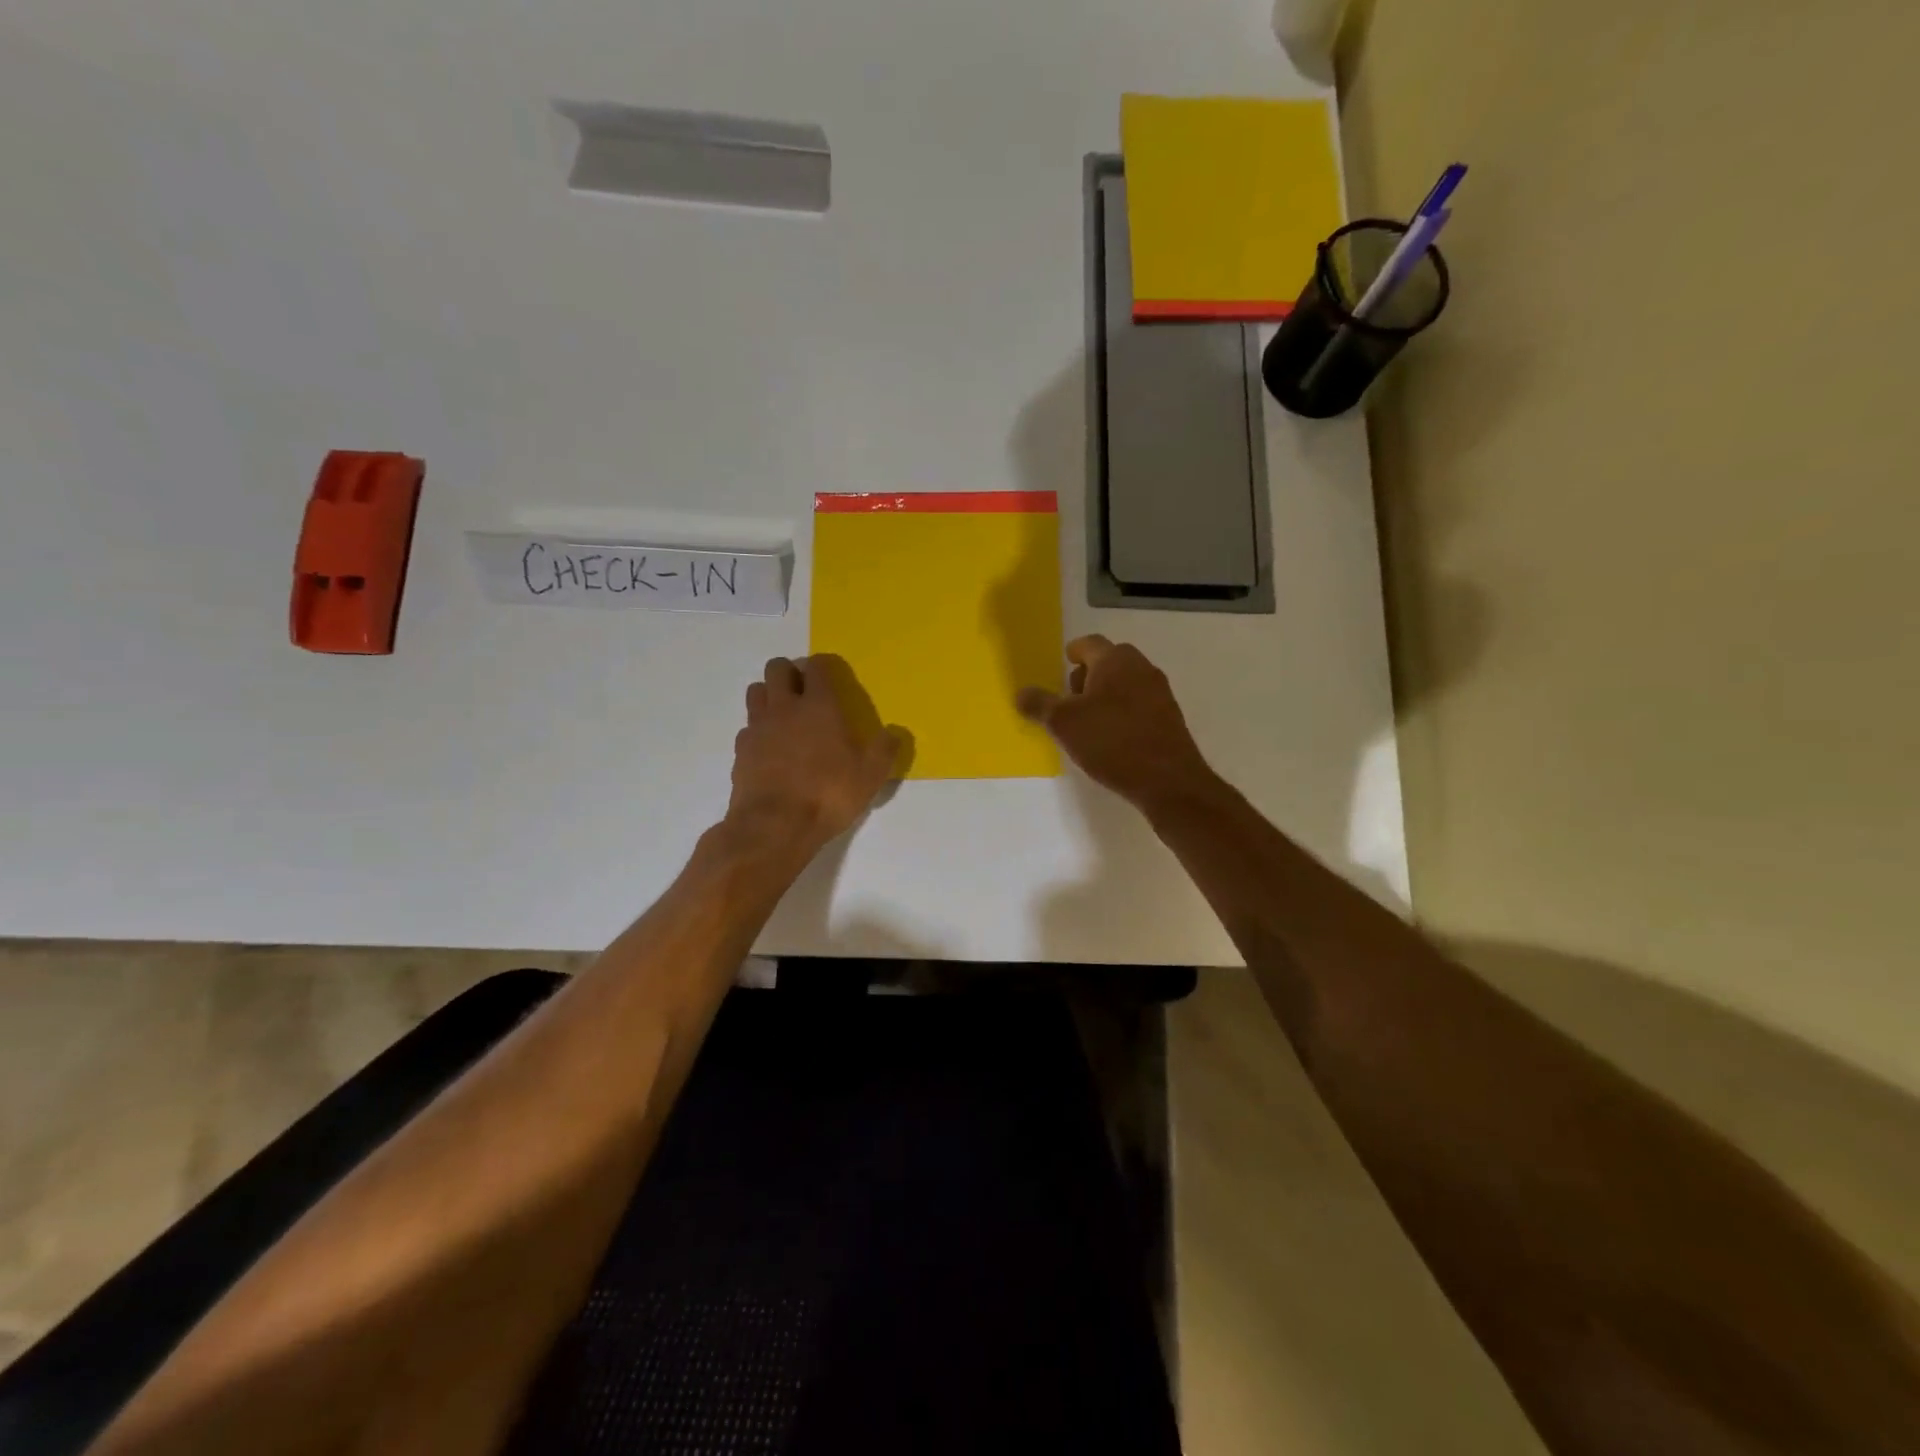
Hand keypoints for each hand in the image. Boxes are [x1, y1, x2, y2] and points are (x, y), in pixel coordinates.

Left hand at [727, 656, 901, 855]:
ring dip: (769, 694)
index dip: (824, 666)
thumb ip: (884, 750)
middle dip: (790, 672)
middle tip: (804, 692)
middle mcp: (785, 707)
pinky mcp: (741, 750)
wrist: (774, 825)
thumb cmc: (828, 794)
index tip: (830, 677)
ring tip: (784, 714)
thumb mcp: (870, 776)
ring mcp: (758, 727)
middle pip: (777, 668)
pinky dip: (758, 729)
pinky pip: (747, 726)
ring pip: (756, 690)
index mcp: (819, 706)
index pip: (817, 666)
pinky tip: (770, 747)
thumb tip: (894, 733)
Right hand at [1016, 636, 1216, 812]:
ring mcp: (1160, 692)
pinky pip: (1139, 703)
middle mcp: (1141, 668)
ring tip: (1087, 720)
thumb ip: (1040, 704)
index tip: (1064, 662)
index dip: (1073, 651)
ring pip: (1126, 682)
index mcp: (1115, 660)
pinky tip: (1111, 736)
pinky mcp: (1169, 717)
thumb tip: (1021, 693)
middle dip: (1088, 674)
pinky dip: (1122, 710)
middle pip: (1109, 661)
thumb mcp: (1063, 723)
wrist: (1167, 780)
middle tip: (1069, 697)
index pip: (1089, 643)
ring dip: (1105, 694)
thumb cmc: (1110, 741)